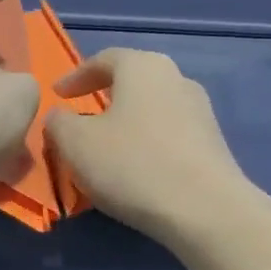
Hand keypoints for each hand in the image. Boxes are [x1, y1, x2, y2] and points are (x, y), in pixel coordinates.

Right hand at [47, 48, 252, 247]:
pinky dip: (146, 143)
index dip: (75, 76)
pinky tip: (134, 168)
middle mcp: (176, 79)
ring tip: (105, 146)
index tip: (57, 95)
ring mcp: (200, 111)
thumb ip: (59, 122)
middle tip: (81, 114)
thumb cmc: (131, 164)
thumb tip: (60, 116)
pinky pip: (168, 134)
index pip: (104, 59)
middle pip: (133, 81)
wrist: (204, 210)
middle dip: (104, 96)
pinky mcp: (212, 144)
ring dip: (126, 122)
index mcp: (143, 66)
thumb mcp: (75, 143)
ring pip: (151, 108)